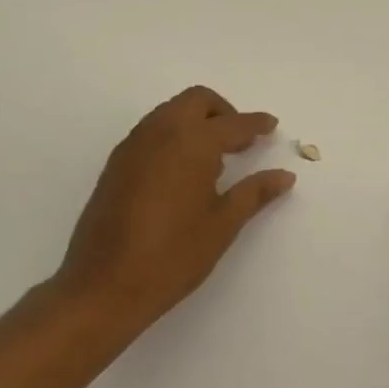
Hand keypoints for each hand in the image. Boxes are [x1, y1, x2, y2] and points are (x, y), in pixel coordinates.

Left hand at [48, 86, 294, 347]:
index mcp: (191, 143)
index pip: (232, 123)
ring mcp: (133, 147)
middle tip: (241, 142)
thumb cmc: (174, 255)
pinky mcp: (116, 165)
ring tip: (215, 159)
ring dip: (196, 122)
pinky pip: (151, 132)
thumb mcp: (223, 224)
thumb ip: (254, 192)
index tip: (271, 126)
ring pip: (170, 112)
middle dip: (223, 112)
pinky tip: (184, 173)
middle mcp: (160, 133)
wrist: (104, 286)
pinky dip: (174, 136)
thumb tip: (284, 176)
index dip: (256, 124)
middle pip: (196, 101)